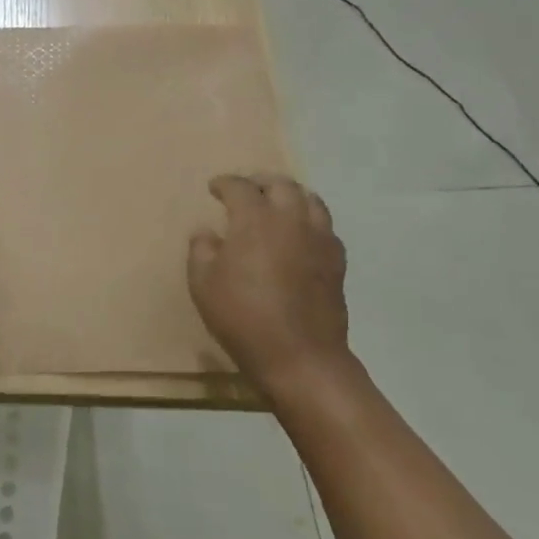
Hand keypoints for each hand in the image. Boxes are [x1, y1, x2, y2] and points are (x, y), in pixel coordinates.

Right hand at [187, 173, 357, 403]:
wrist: (300, 356)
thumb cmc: (243, 317)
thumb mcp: (203, 285)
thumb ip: (202, 251)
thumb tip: (207, 233)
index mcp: (255, 220)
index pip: (240, 187)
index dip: (225, 183)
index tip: (215, 187)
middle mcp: (290, 219)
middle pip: (281, 185)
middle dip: (261, 182)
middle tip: (248, 190)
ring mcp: (319, 238)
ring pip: (310, 199)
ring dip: (291, 195)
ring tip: (278, 204)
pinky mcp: (337, 260)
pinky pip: (325, 226)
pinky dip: (310, 220)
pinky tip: (301, 234)